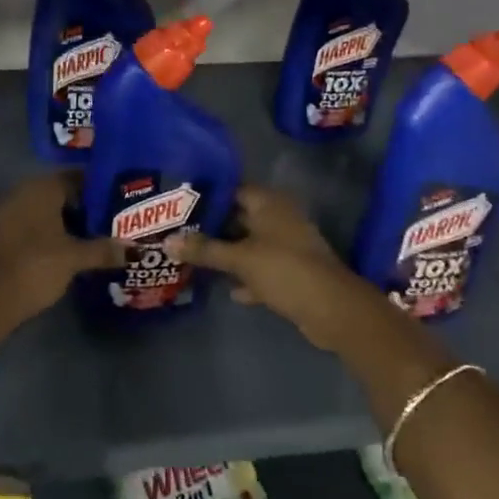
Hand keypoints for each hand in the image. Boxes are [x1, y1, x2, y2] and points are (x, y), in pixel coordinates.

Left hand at [0, 173, 122, 337]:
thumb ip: (104, 250)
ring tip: (95, 240)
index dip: (100, 189)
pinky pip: (30, 227)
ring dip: (66, 224)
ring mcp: (6, 213)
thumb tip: (135, 248)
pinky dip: (48, 236)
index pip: (77, 178)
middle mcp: (22, 192)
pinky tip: (65, 253)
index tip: (121, 203)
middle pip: (61, 195)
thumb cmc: (33, 266)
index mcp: (41, 187)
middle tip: (113, 223)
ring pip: (45, 213)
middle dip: (85, 209)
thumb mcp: (74, 258)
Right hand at [170, 186, 388, 351]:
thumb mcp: (239, 259)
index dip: (207, 196)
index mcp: (269, 203)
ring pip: (249, 245)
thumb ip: (204, 250)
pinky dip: (246, 277)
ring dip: (228, 253)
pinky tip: (227, 289)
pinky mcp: (292, 272)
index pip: (232, 190)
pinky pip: (261, 269)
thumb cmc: (284, 269)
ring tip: (193, 258)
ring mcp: (287, 246)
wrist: (331, 308)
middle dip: (213, 227)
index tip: (179, 204)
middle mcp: (279, 218)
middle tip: (179, 231)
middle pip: (239, 217)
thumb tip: (167, 241)